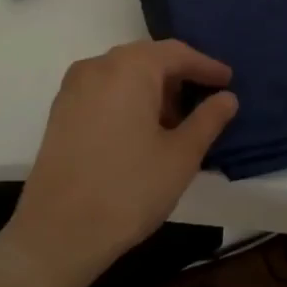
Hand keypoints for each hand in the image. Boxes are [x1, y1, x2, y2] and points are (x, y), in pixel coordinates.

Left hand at [1, 40, 238, 286]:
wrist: (57, 233)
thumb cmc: (129, 189)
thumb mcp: (181, 156)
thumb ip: (208, 120)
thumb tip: (227, 97)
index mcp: (130, 67)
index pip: (177, 53)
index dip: (206, 66)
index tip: (228, 82)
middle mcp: (99, 65)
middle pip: (148, 58)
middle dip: (179, 77)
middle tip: (205, 101)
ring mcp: (74, 87)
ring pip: (124, 74)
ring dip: (153, 89)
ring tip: (175, 122)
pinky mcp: (61, 110)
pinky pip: (104, 90)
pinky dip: (128, 99)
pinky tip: (141, 130)